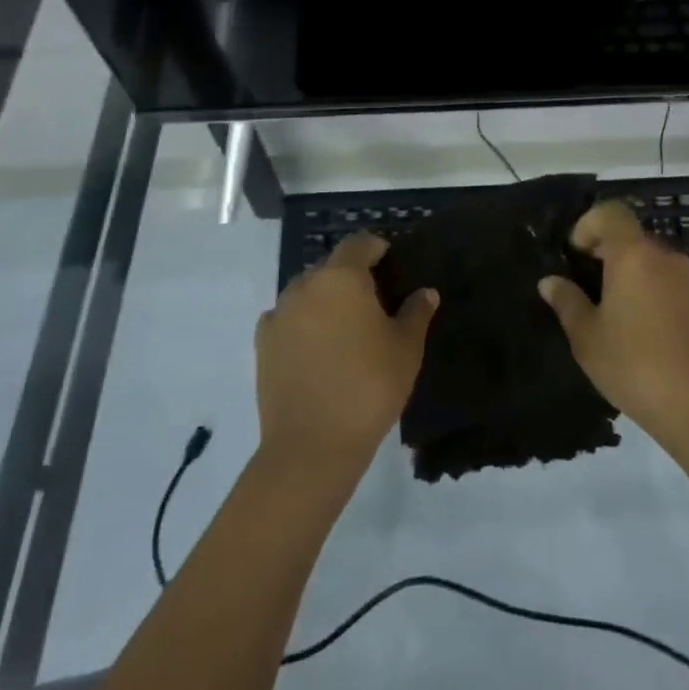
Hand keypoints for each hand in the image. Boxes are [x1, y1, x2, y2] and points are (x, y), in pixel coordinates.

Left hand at [255, 233, 437, 476]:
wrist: (311, 446)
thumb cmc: (369, 387)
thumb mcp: (406, 349)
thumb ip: (416, 313)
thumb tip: (426, 292)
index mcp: (341, 277)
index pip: (359, 243)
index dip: (376, 247)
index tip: (390, 260)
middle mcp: (305, 285)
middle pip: (330, 266)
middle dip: (350, 275)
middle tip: (372, 300)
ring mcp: (279, 313)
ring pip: (306, 291)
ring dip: (324, 299)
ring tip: (344, 326)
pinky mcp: (262, 343)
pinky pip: (287, 318)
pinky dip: (302, 323)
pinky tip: (317, 348)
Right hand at [538, 200, 688, 443]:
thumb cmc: (634, 365)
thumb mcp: (588, 337)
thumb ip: (567, 302)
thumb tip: (549, 282)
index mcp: (633, 255)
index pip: (611, 213)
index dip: (588, 224)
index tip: (575, 254)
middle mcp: (665, 257)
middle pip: (632, 237)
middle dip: (607, 252)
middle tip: (587, 286)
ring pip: (652, 261)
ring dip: (631, 274)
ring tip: (614, 311)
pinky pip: (670, 283)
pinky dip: (652, 292)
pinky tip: (643, 329)